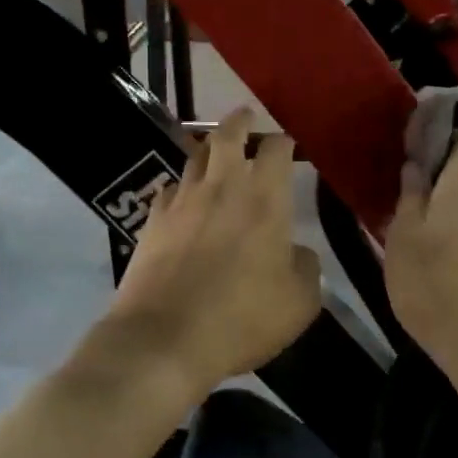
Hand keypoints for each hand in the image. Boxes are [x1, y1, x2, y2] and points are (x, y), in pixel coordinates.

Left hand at [104, 109, 322, 397]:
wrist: (164, 339)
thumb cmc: (242, 319)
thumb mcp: (299, 302)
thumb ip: (305, 268)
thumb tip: (295, 251)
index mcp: (264, 200)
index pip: (276, 149)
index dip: (284, 142)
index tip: (289, 147)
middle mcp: (221, 188)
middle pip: (227, 136)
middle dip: (240, 122)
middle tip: (246, 118)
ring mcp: (181, 202)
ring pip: (194, 158)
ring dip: (208, 151)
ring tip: (215, 154)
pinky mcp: (152, 222)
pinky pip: (170, 190)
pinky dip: (181, 188)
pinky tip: (184, 200)